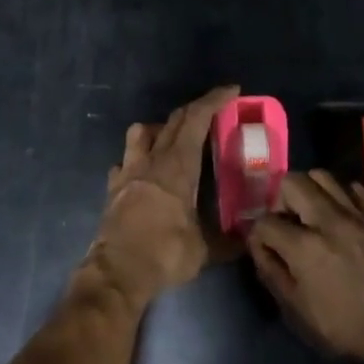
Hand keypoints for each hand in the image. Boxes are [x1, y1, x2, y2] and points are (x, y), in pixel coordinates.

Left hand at [88, 85, 239, 307]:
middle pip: (172, 121)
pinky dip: (137, 159)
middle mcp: (151, 160)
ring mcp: (128, 171)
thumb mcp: (205, 250)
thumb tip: (250, 237)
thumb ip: (229, 240)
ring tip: (173, 140)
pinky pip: (125, 161)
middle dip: (195, 110)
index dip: (214, 100)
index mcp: (177, 166)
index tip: (231, 90)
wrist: (116, 273)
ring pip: (140, 132)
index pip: (196, 119)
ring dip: (159, 128)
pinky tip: (145, 173)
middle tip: (213, 112)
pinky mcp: (113, 188)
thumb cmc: (164, 253)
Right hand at [248, 170, 363, 363]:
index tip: (264, 246)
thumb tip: (256, 242)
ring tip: (312, 215)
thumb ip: (270, 269)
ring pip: (323, 176)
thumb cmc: (340, 332)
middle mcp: (330, 222)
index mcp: (305, 248)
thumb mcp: (294, 309)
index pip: (266, 221)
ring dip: (310, 192)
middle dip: (281, 200)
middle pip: (293, 182)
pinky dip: (340, 197)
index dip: (258, 234)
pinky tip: (340, 218)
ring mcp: (359, 218)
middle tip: (287, 223)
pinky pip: (353, 189)